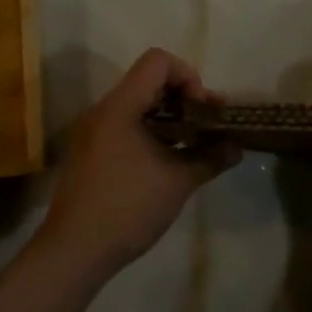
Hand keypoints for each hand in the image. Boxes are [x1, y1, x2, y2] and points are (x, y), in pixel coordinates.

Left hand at [37, 49, 239, 279]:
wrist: (74, 251)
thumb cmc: (128, 208)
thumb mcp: (178, 182)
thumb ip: (210, 157)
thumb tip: (236, 147)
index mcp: (120, 106)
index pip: (157, 61)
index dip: (188, 76)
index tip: (203, 109)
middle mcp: (102, 110)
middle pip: (148, 81)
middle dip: (183, 98)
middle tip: (207, 126)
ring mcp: (92, 132)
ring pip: (136, 106)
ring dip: (168, 118)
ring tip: (192, 145)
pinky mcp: (89, 152)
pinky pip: (123, 126)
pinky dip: (149, 132)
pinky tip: (166, 162)